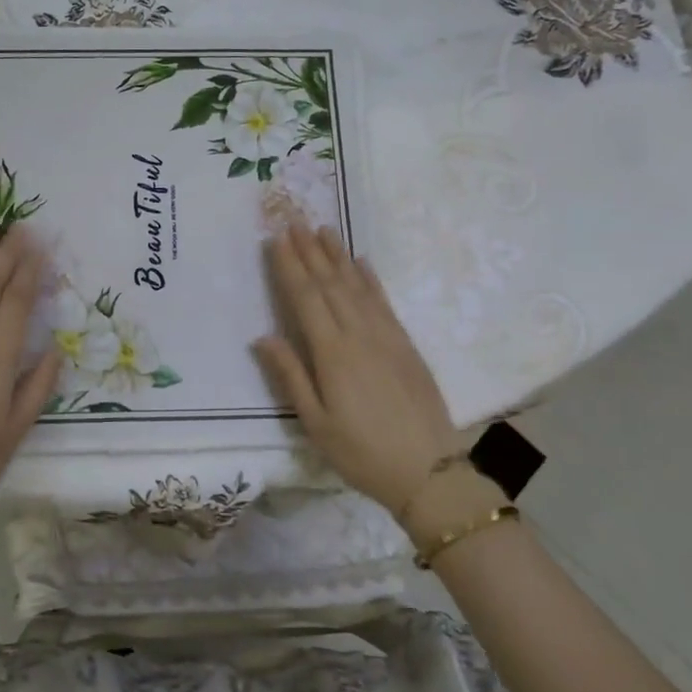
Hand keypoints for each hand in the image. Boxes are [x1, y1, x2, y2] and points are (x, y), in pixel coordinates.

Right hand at [254, 224, 498, 526]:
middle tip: (294, 220)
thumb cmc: (362, 453)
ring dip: (338, 256)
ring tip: (323, 229)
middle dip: (310, 250)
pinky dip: (370, 279)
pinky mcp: (406, 344)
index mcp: (332, 353)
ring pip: (357, 286)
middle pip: (330, 284)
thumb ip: (290, 376)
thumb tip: (262, 337)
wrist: (429, 471)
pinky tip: (362, 263)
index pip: (305, 298)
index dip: (289, 267)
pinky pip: (384, 301)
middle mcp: (359, 334)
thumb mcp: (316, 423)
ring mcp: (386, 336)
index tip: (277, 239)